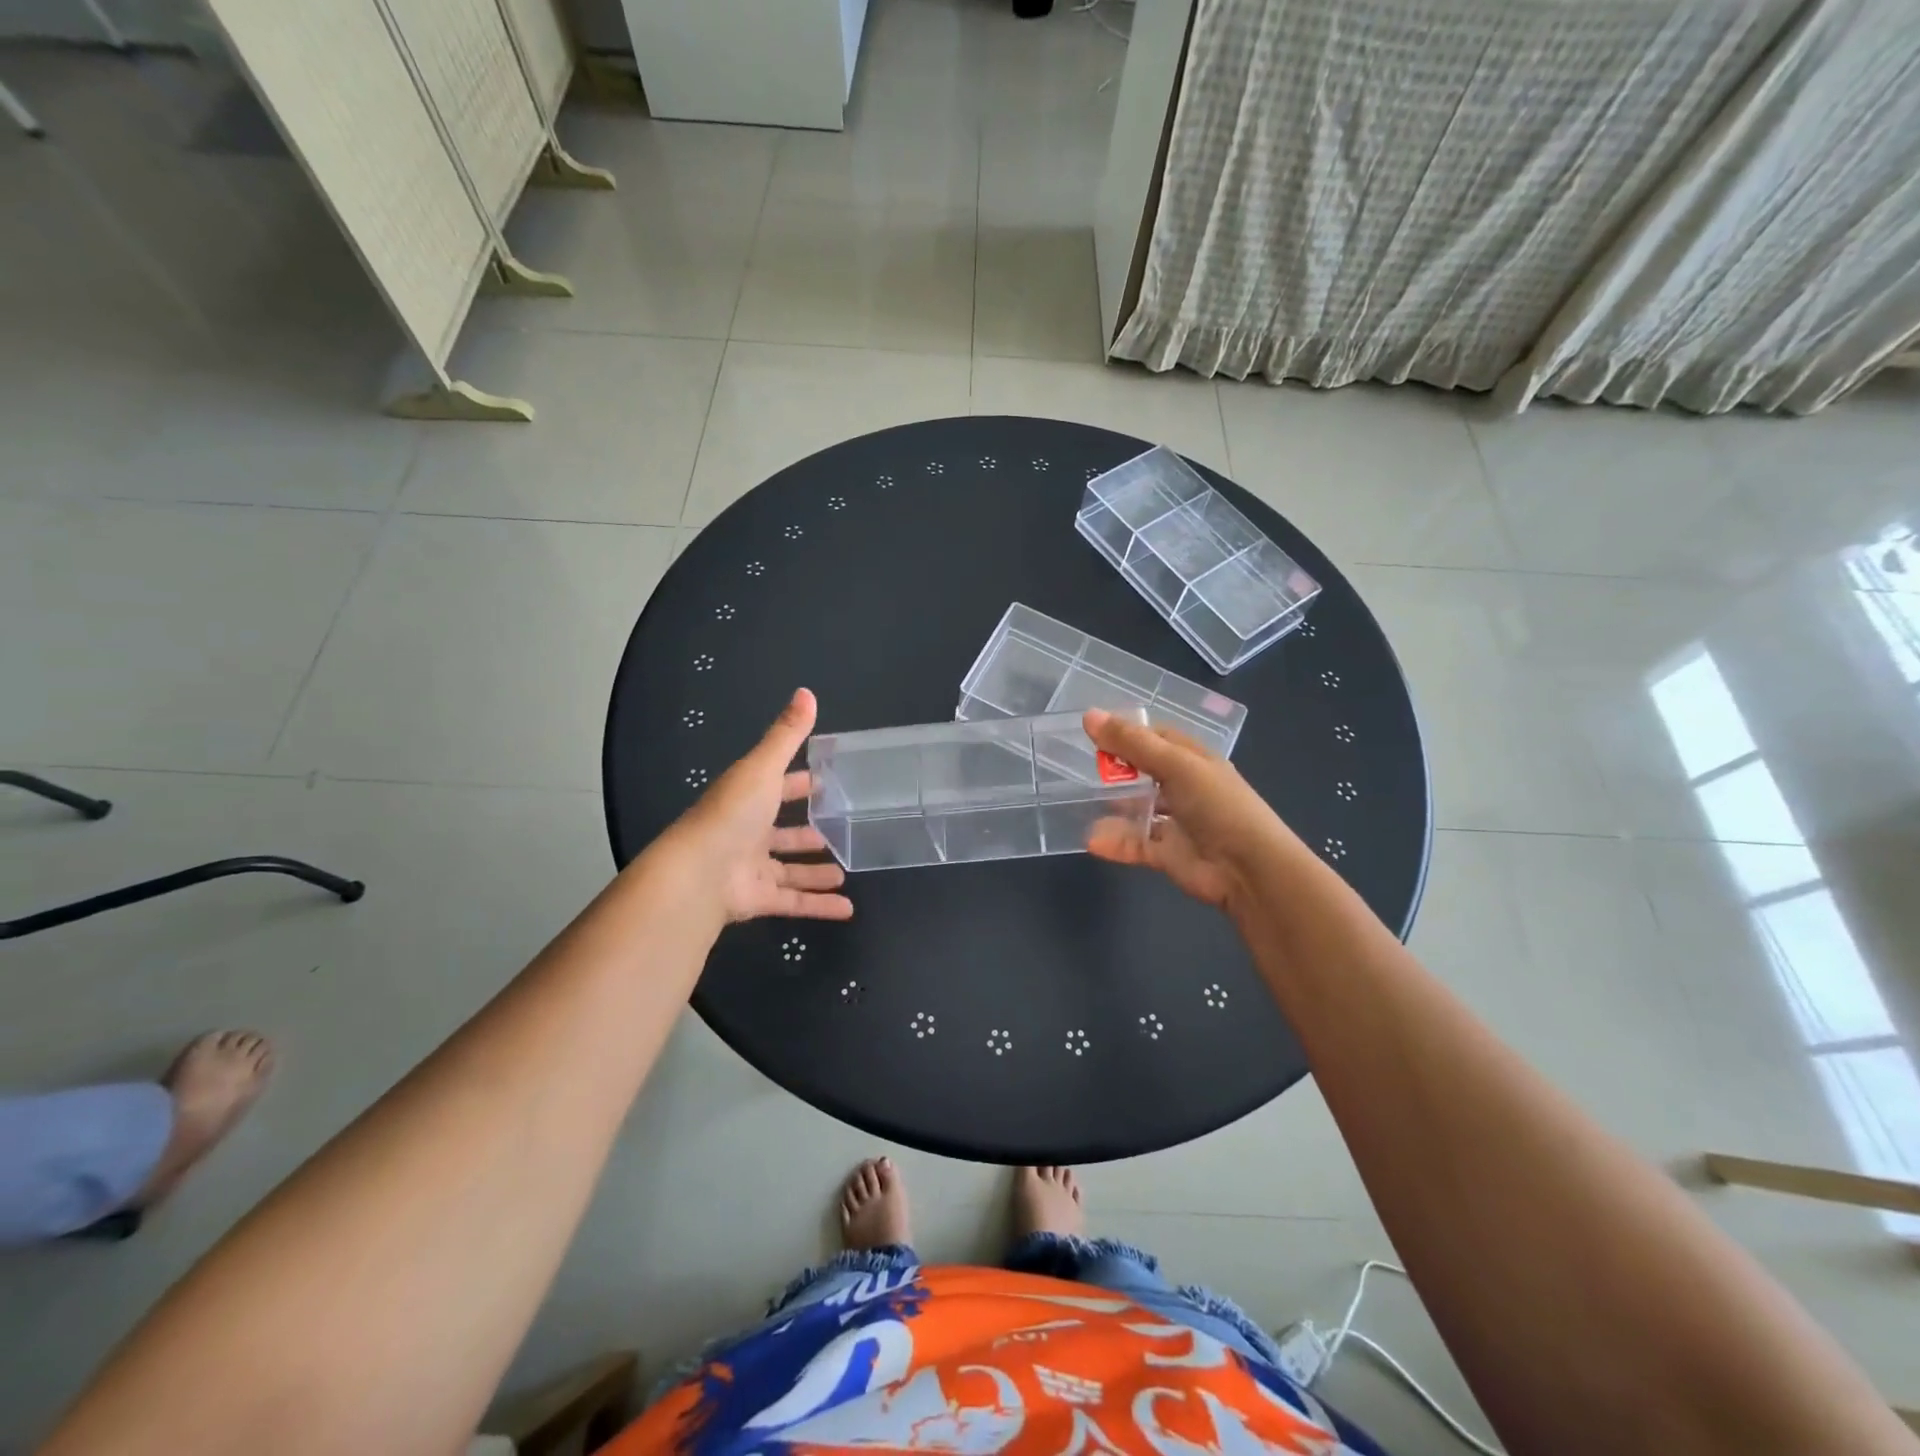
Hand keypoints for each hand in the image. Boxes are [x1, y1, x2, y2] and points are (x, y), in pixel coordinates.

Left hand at [672, 688, 853, 923]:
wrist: (698, 874)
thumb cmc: (731, 814)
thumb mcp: (763, 767)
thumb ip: (787, 735)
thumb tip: (807, 691)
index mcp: (748, 798)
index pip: (778, 787)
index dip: (800, 784)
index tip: (825, 782)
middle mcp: (748, 832)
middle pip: (783, 832)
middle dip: (809, 832)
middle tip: (841, 830)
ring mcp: (751, 868)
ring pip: (789, 870)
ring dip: (815, 871)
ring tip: (845, 871)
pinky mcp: (758, 899)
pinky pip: (794, 902)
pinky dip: (819, 906)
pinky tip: (846, 909)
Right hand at [1082, 707, 1291, 913]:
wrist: (1248, 868)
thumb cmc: (1218, 805)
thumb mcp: (1176, 765)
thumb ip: (1132, 743)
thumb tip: (1089, 715)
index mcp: (1192, 760)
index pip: (1156, 738)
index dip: (1126, 732)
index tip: (1092, 730)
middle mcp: (1183, 787)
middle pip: (1142, 772)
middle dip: (1114, 769)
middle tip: (1077, 766)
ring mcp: (1175, 822)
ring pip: (1136, 810)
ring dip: (1111, 808)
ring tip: (1077, 803)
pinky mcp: (1166, 853)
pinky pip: (1134, 844)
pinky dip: (1115, 843)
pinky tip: (1092, 840)